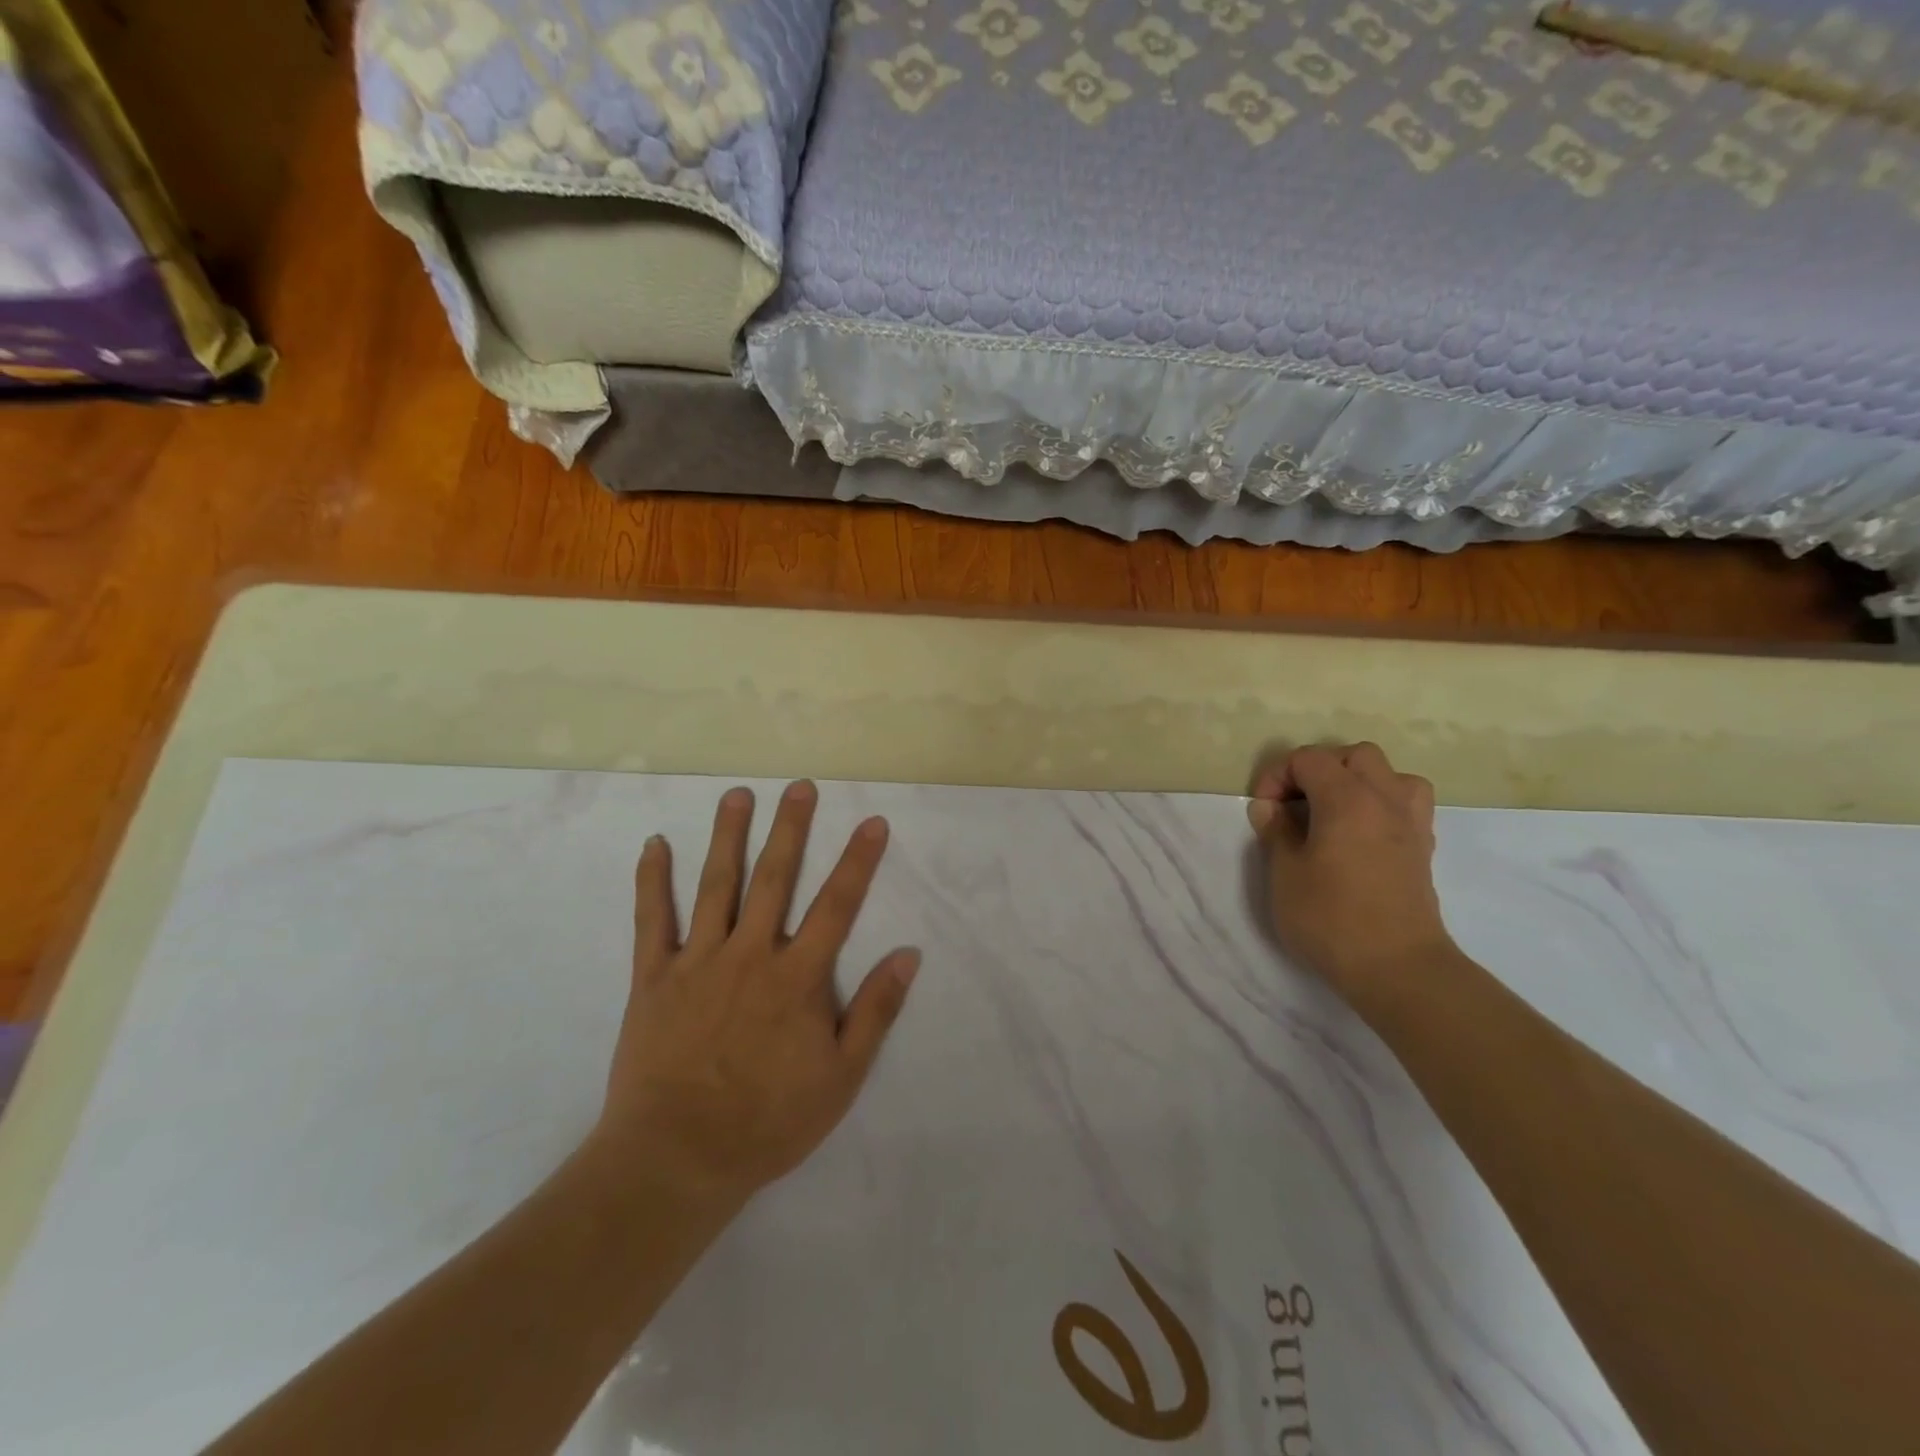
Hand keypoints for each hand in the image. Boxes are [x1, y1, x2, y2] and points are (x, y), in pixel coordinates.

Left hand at [589, 781, 919, 1210]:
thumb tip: (908, 954)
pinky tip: (654, 844)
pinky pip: (651, 920)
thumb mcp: (841, 1077)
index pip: (837, 905)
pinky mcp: (653, 977)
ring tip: (738, 794)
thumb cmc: (768, 1121)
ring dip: (728, 836)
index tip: (873, 823)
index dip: (858, 861)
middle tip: (800, 787)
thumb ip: (875, 1012)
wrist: (677, 1158)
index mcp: (797, 977)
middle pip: (774, 879)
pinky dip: (652, 880)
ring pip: (715, 885)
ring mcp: (697, 961)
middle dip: (791, 829)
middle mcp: (749, 954)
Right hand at [1247, 743, 1454, 1008]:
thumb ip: (1276, 831)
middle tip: (1296, 803)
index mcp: (1347, 798)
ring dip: (1357, 782)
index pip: (1309, 759)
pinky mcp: (1422, 848)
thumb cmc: (1331, 918)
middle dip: (1320, 769)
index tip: (1264, 810)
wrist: (1397, 967)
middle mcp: (1385, 799)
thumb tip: (1270, 808)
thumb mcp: (1285, 874)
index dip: (1277, 776)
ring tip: (1333, 812)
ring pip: (1389, 774)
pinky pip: (1404, 803)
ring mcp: (1411, 822)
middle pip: (1355, 755)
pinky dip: (1379, 805)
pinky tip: (1359, 834)